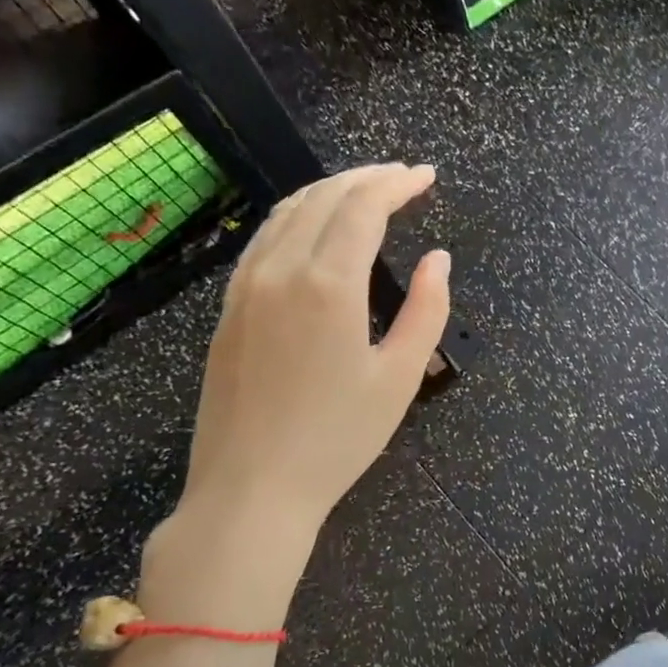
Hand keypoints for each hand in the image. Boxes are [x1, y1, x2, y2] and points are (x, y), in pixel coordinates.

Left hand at [143, 163, 449, 623]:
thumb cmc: (338, 438)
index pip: (363, 208)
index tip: (427, 176)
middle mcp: (280, 271)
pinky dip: (297, 216)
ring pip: (287, 212)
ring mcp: (246, 287)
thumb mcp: (401, 377)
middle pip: (323, 198)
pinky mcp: (229, 309)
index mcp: (328, 285)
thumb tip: (438, 260)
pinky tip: (315, 228)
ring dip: (330, 191)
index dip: (397, 185)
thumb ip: (427, 310)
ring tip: (366, 191)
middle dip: (367, 178)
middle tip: (404, 177)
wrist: (250, 490)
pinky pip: (264, 239)